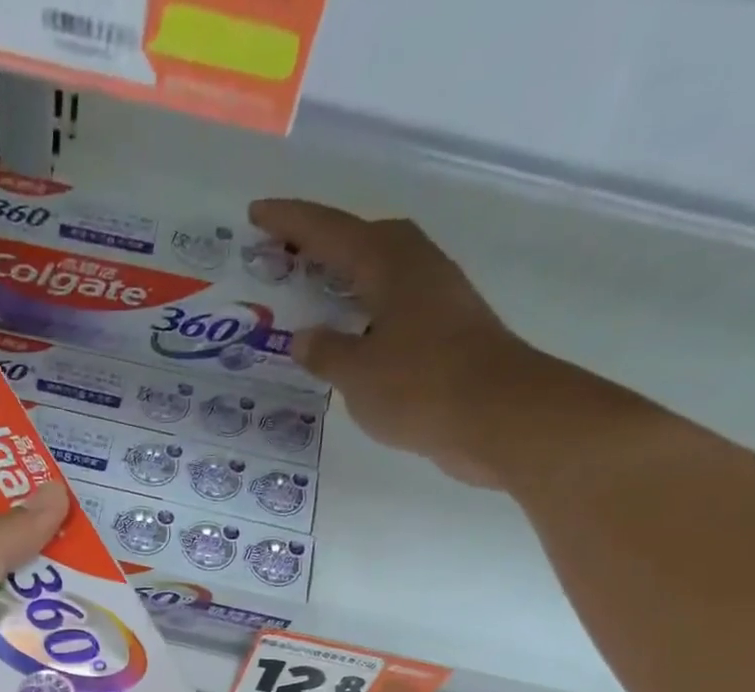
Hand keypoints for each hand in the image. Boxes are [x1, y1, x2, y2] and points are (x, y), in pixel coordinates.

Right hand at [249, 199, 553, 485]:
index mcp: (389, 264)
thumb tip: (304, 338)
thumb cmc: (421, 386)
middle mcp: (416, 267)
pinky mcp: (447, 329)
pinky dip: (365, 310)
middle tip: (284, 255)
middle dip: (322, 243)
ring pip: (382, 272)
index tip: (257, 212)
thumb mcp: (358, 373)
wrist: (498, 416)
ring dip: (347, 276)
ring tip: (313, 293)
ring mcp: (437, 297)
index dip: (291, 223)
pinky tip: (350, 334)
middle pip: (363, 240)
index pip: (330, 232)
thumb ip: (325, 352)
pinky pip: (393, 305)